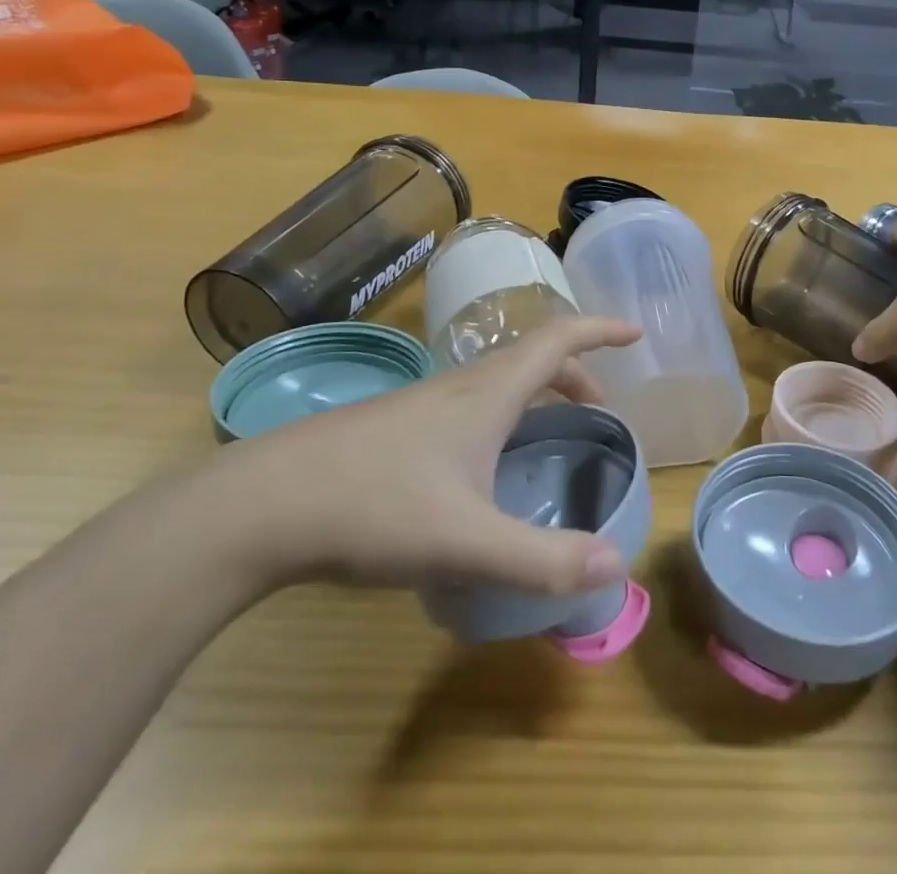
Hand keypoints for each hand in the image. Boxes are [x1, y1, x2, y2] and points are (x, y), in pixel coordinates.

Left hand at [214, 315, 640, 596]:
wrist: (261, 505)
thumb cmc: (375, 507)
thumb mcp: (466, 541)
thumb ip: (541, 559)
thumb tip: (615, 566)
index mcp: (488, 392)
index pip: (558, 339)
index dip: (601, 329)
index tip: (635, 331)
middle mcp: (458, 386)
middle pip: (531, 359)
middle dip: (575, 375)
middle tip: (601, 409)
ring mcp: (421, 404)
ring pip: (495, 382)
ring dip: (535, 394)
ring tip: (548, 436)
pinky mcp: (393, 428)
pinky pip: (467, 404)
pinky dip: (499, 414)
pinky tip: (480, 467)